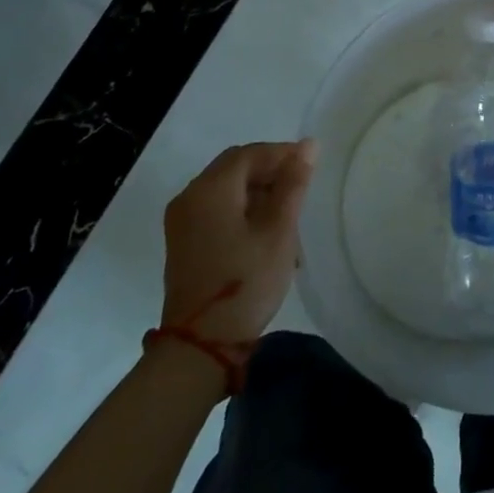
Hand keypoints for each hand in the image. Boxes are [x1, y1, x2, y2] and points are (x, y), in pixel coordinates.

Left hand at [161, 140, 315, 342]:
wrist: (200, 347)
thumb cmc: (245, 282)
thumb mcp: (279, 230)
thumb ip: (293, 183)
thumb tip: (308, 145)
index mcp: (210, 189)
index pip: (250, 153)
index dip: (282, 153)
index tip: (311, 165)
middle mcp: (189, 197)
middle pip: (235, 168)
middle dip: (270, 172)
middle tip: (301, 187)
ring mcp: (182, 222)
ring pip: (226, 189)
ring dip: (258, 193)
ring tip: (289, 215)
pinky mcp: (183, 243)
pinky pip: (216, 209)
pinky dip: (242, 210)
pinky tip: (265, 232)